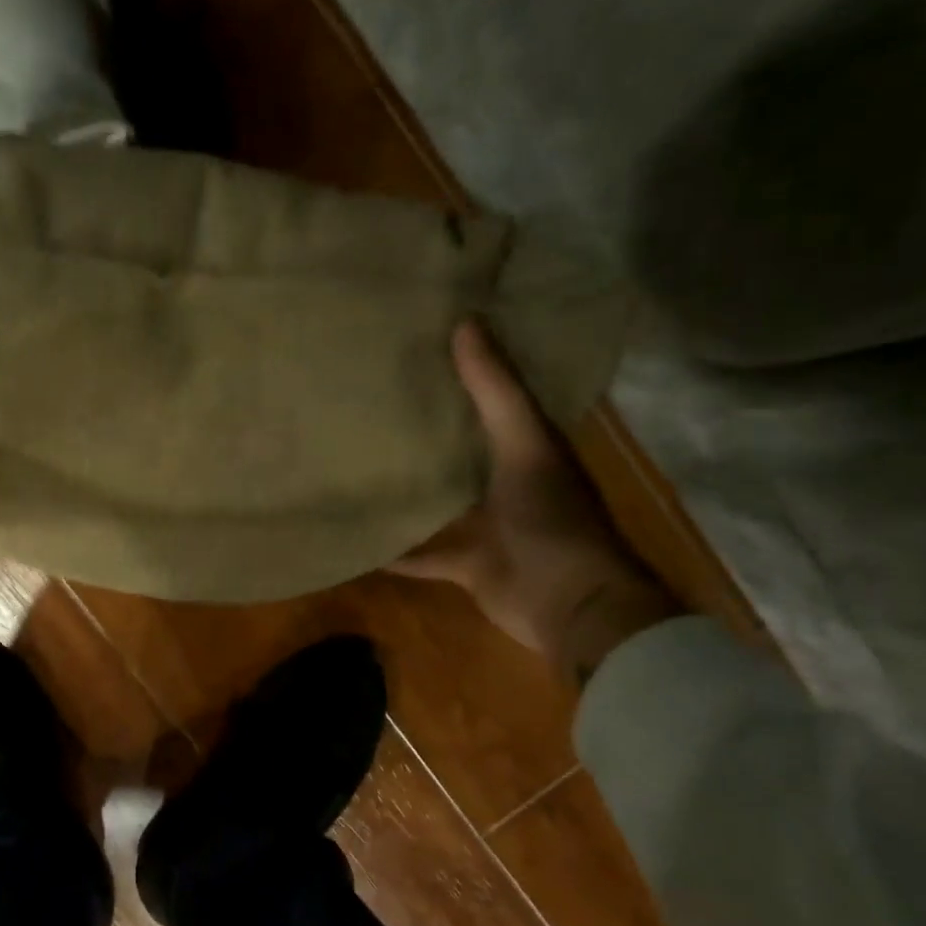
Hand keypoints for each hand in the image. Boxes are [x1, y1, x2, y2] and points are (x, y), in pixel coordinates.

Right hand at [393, 320, 679, 684]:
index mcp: (527, 446)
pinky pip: (421, 554)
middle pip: (462, 448)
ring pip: (439, 500)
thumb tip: (465, 322)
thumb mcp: (524, 444)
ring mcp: (484, 525)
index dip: (466, 370)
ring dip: (410, 489)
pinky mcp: (464, 563)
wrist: (568, 603)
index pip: (494, 397)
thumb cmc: (551, 517)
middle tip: (374, 397)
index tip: (422, 342)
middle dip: (428, 428)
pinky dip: (395, 551)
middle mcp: (505, 481)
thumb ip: (495, 390)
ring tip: (357, 463)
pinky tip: (359, 540)